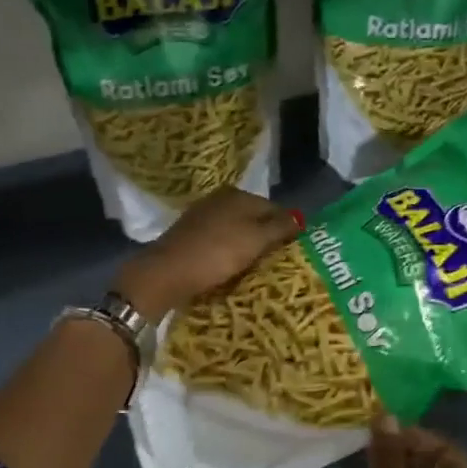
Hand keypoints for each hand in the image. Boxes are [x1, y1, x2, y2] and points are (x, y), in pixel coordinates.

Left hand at [114, 187, 300, 317]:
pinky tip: (231, 267)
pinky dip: (229, 252)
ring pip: (236, 230)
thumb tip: (300, 218)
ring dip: (247, 246)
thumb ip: (280, 227)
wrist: (167, 273)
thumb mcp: (256, 239)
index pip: (274, 208)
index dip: (287, 229)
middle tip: (278, 262)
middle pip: (254, 218)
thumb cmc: (217, 253)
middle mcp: (219, 199)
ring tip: (257, 268)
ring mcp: (202, 216)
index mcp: (238, 194)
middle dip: (266, 237)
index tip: (294, 252)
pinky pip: (220, 241)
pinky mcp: (190, 235)